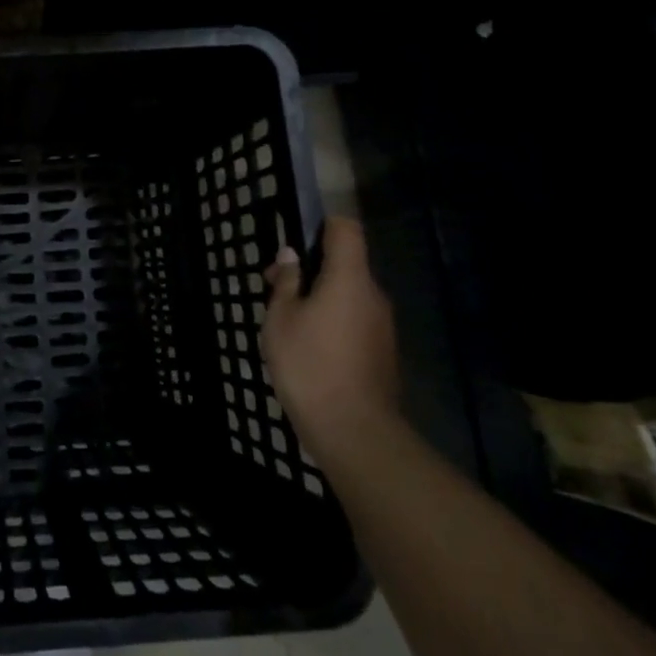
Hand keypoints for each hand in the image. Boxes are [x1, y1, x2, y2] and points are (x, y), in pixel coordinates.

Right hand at [261, 216, 401, 462]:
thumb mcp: (281, 318)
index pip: (346, 229)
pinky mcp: (382, 350)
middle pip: (345, 263)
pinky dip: (332, 319)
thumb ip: (287, 282)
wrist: (353, 430)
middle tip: (273, 287)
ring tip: (286, 321)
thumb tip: (292, 256)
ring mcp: (382, 325)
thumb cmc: (309, 364)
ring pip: (348, 293)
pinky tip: (308, 345)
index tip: (294, 239)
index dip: (322, 225)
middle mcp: (373, 295)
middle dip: (310, 267)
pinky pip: (355, 318)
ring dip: (319, 296)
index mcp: (350, 279)